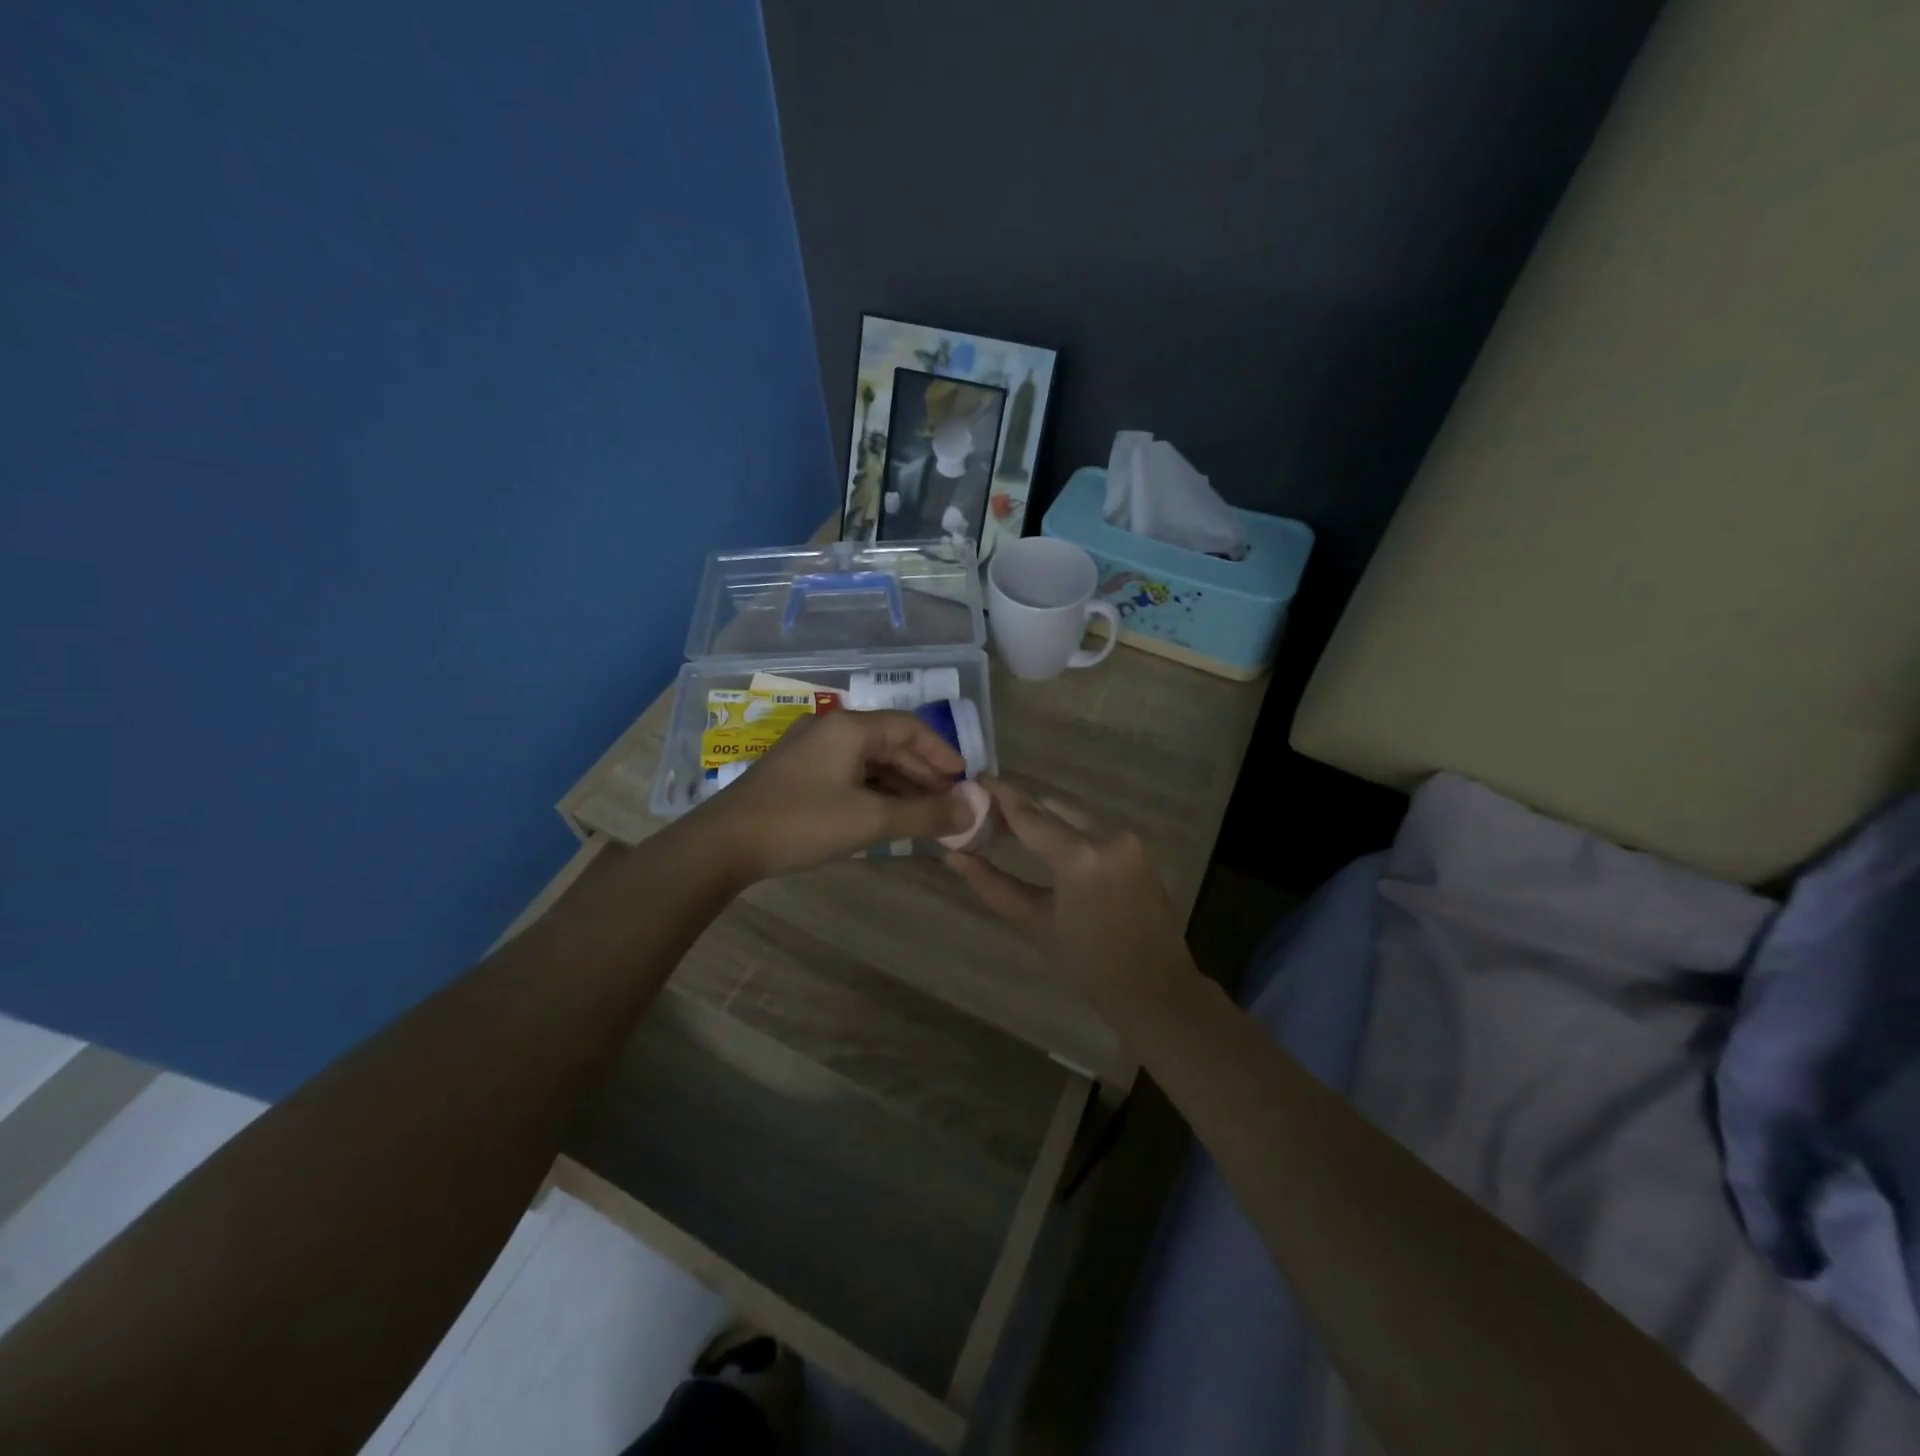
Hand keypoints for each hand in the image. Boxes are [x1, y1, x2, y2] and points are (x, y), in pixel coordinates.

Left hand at [690, 709, 973, 880]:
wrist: (723, 844)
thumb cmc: (802, 823)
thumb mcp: (870, 820)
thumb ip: (926, 814)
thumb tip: (974, 810)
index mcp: (850, 727)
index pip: (910, 728)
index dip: (942, 753)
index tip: (964, 780)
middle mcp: (831, 729)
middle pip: (890, 743)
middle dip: (923, 773)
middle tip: (948, 803)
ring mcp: (810, 750)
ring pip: (868, 761)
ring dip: (899, 785)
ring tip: (924, 814)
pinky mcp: (796, 772)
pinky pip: (848, 773)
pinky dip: (873, 791)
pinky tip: (885, 815)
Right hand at [945, 779, 1199, 1027]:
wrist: (1154, 989)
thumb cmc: (1088, 965)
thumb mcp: (1035, 924)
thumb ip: (993, 885)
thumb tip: (954, 856)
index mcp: (1081, 857)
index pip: (1030, 815)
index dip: (999, 795)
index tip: (974, 780)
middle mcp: (1109, 836)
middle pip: (1053, 808)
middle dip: (1020, 808)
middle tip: (985, 814)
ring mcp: (1130, 840)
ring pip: (1074, 815)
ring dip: (1044, 818)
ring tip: (1009, 829)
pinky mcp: (1140, 848)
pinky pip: (1094, 828)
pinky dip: (1068, 830)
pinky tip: (1047, 843)